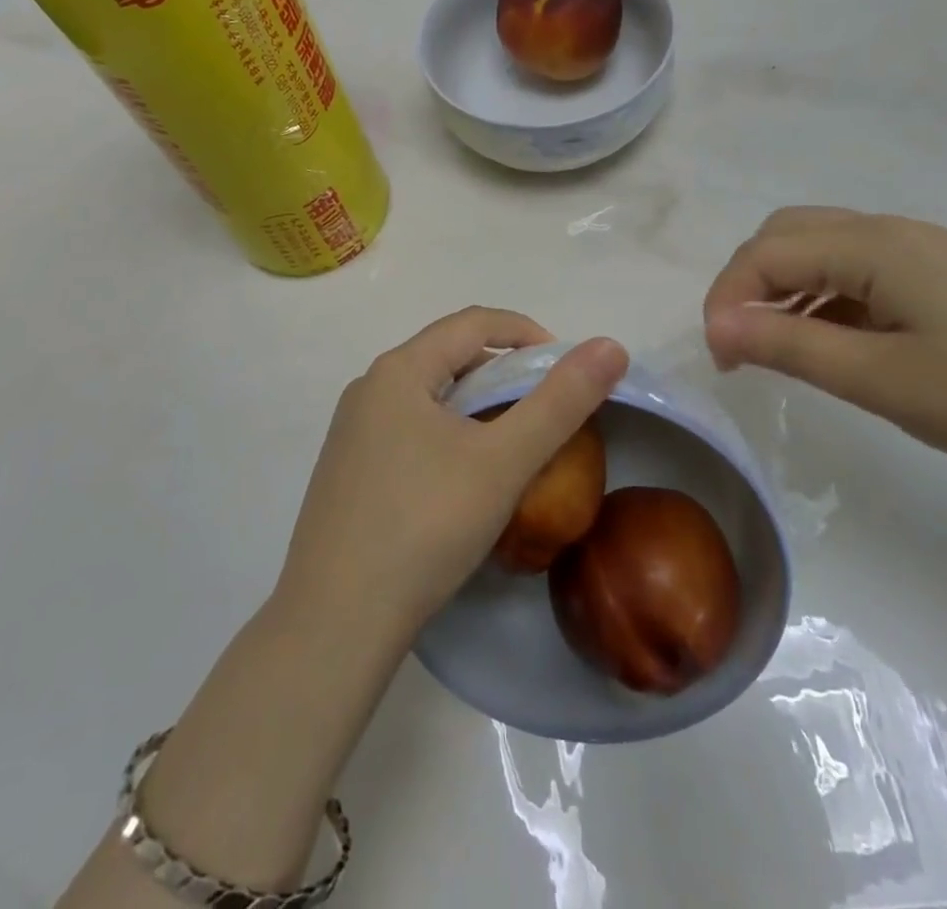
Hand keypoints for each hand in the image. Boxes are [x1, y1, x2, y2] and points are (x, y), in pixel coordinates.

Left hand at [277, 308, 628, 640]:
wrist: (336, 623)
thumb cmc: (425, 526)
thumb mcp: (504, 461)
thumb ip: (561, 401)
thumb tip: (611, 346)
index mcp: (399, 370)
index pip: (475, 323)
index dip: (528, 334)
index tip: (567, 370)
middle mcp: (369, 388)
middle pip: (450, 356)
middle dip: (505, 373)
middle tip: (546, 412)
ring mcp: (352, 431)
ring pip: (430, 396)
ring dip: (478, 406)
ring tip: (513, 445)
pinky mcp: (348, 471)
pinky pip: (409, 429)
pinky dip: (449, 435)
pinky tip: (465, 480)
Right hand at [702, 209, 946, 481]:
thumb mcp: (884, 380)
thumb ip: (790, 347)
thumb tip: (717, 327)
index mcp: (871, 245)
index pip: (764, 253)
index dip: (727, 300)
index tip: (721, 362)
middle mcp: (890, 231)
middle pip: (787, 235)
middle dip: (749, 284)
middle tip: (745, 347)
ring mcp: (922, 250)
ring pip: (822, 250)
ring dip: (786, 290)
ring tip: (783, 351)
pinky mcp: (945, 274)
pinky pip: (859, 269)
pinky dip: (826, 298)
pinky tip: (840, 344)